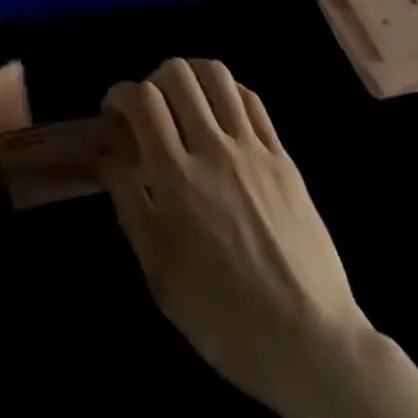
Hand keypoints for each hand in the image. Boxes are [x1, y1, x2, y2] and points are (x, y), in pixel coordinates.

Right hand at [101, 60, 370, 417]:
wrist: (310, 342)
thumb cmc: (223, 316)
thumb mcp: (160, 273)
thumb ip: (130, 205)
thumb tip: (107, 159)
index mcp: (177, 178)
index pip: (143, 101)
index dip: (120, 92)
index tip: (114, 109)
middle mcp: (213, 149)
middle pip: (178, 74)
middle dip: (153, 79)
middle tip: (149, 108)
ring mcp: (253, 149)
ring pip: (217, 76)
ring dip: (191, 76)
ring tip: (184, 101)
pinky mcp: (283, 156)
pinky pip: (251, 100)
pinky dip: (227, 91)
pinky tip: (220, 113)